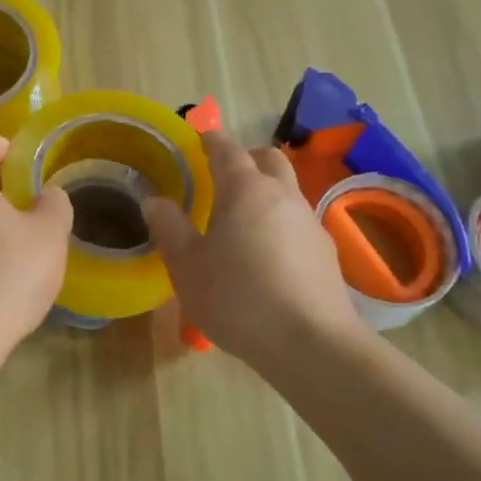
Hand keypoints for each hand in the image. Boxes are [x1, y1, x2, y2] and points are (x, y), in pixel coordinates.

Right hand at [143, 129, 371, 365]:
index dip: (211, 140)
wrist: (311, 343)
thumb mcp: (187, 266)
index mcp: (244, 189)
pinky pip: (298, 221)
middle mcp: (282, 195)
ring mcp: (309, 221)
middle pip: (268, 159)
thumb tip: (154, 200)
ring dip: (266, 191)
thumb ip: (169, 227)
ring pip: (287, 189)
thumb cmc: (237, 297)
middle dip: (247, 158)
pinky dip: (280, 222)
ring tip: (242, 219)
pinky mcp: (326, 251)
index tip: (200, 138)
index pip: (227, 149)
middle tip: (223, 175)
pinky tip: (268, 254)